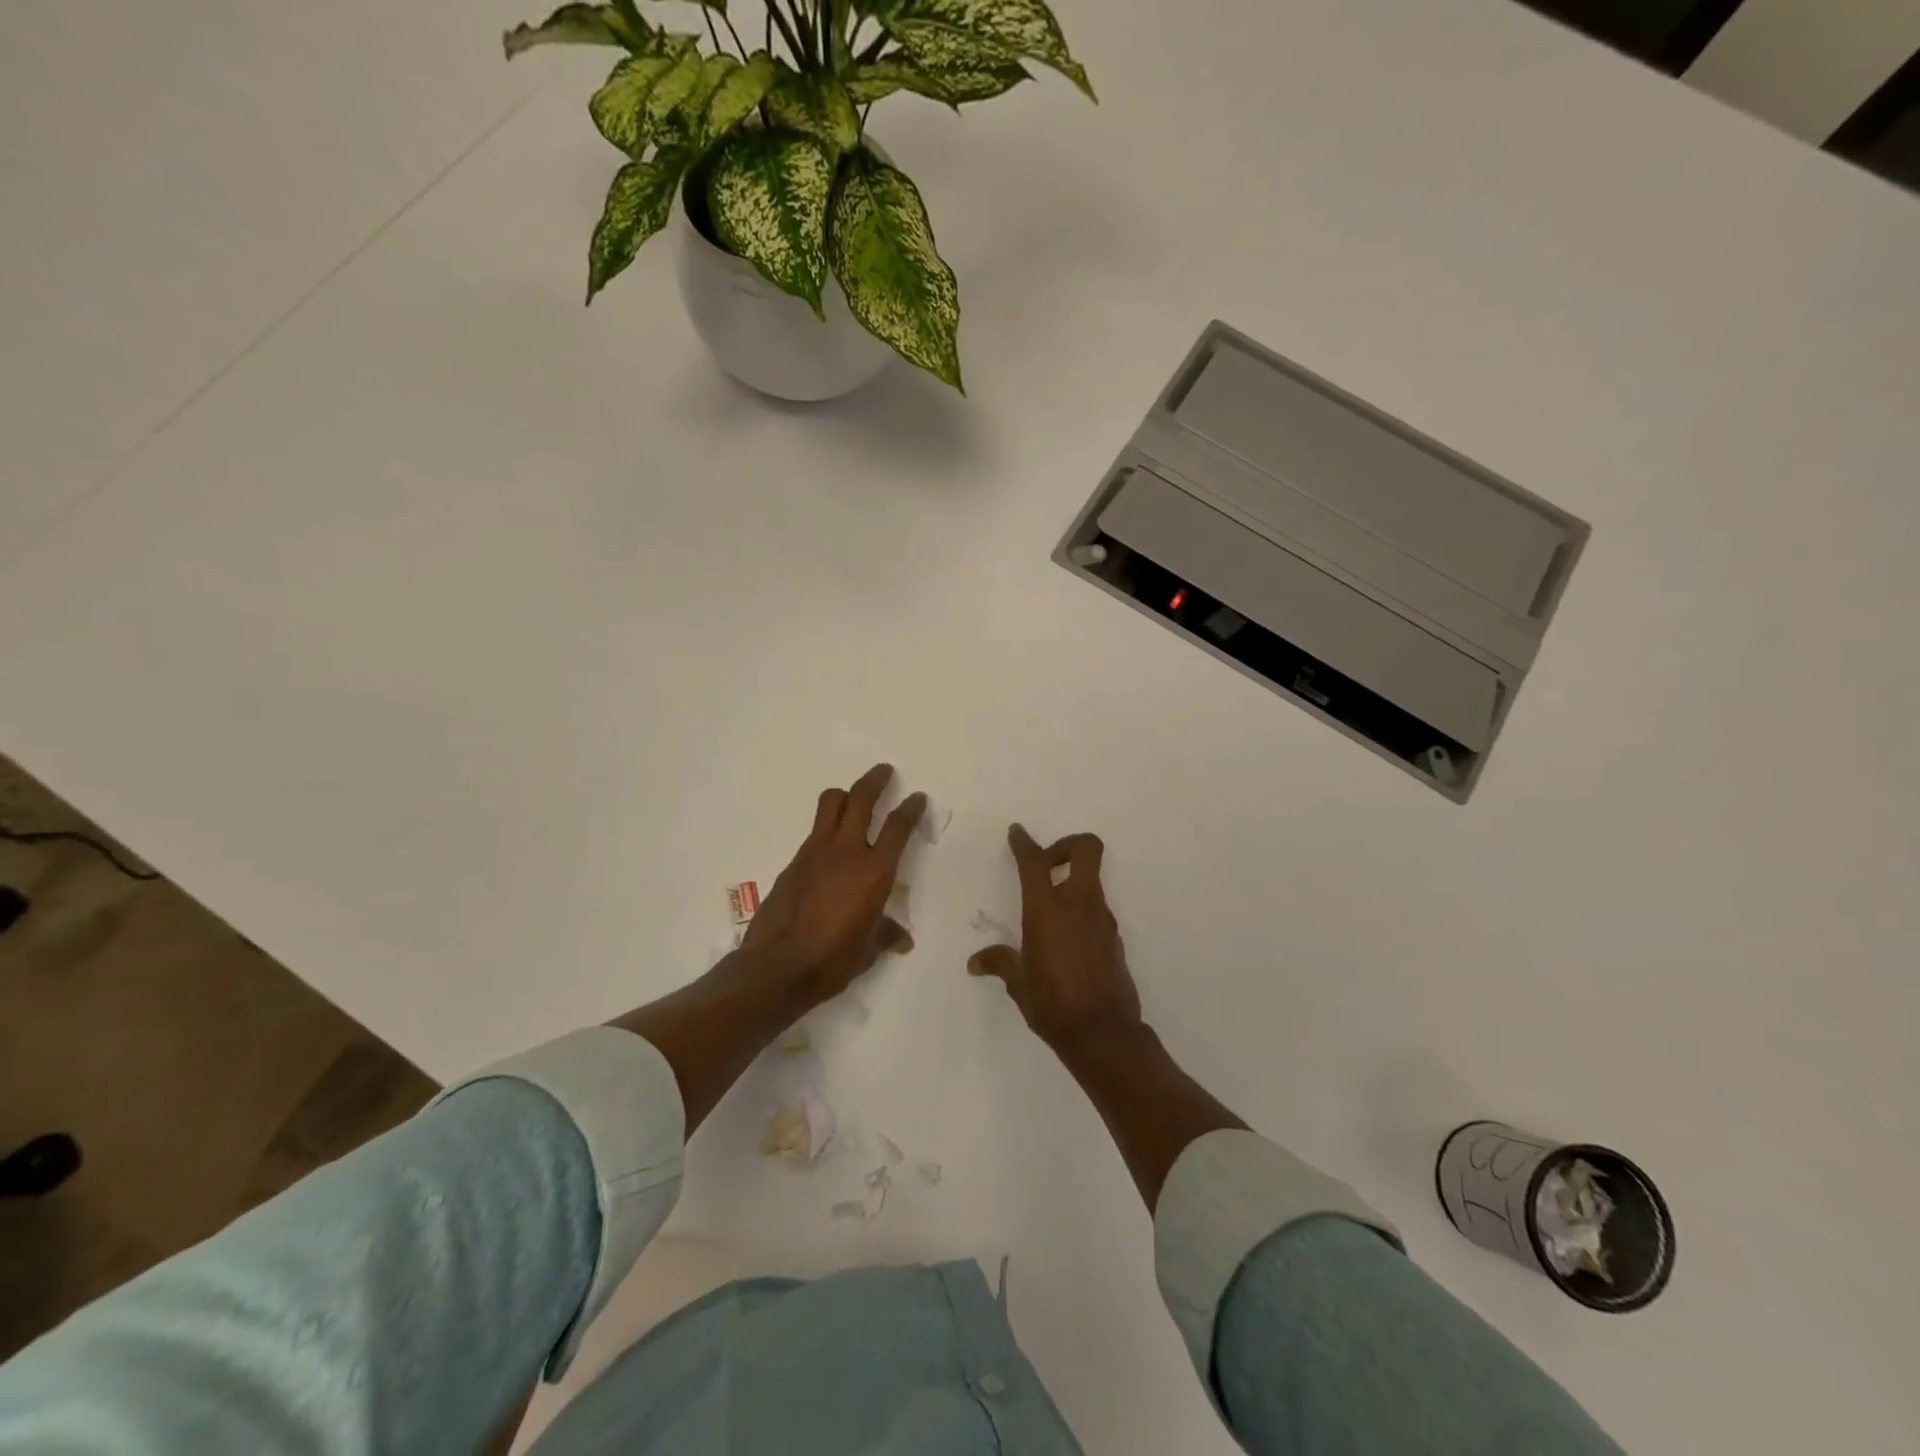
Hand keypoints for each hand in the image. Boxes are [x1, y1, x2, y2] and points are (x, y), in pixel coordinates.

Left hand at [740, 763, 924, 1008]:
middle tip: (885, 771)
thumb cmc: (832, 960)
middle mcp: (847, 851)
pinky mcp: (794, 860)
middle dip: (876, 780)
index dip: (910, 809)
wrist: (777, 967)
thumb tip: (901, 939)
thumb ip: (885, 935)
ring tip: (853, 796)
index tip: (917, 797)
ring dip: (846, 794)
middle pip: (861, 798)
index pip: (898, 828)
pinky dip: (827, 826)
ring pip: (831, 804)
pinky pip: (815, 830)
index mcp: (874, 872)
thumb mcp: (867, 950)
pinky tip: (830, 844)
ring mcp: (816, 851)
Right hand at [969, 825, 1141, 1051]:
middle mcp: (1079, 904)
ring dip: (1072, 882)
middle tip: (1047, 864)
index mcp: (1047, 909)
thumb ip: (1000, 962)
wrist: (1103, 1034)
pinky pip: (1097, 910)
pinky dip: (1081, 911)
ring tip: (1049, 911)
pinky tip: (1066, 940)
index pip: (1035, 861)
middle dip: (1066, 845)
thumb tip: (976, 962)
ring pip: (1092, 880)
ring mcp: (1102, 919)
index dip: (1025, 842)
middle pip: (1086, 849)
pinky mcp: (1115, 937)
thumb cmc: (1052, 1004)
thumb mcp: (1019, 983)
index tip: (1017, 833)